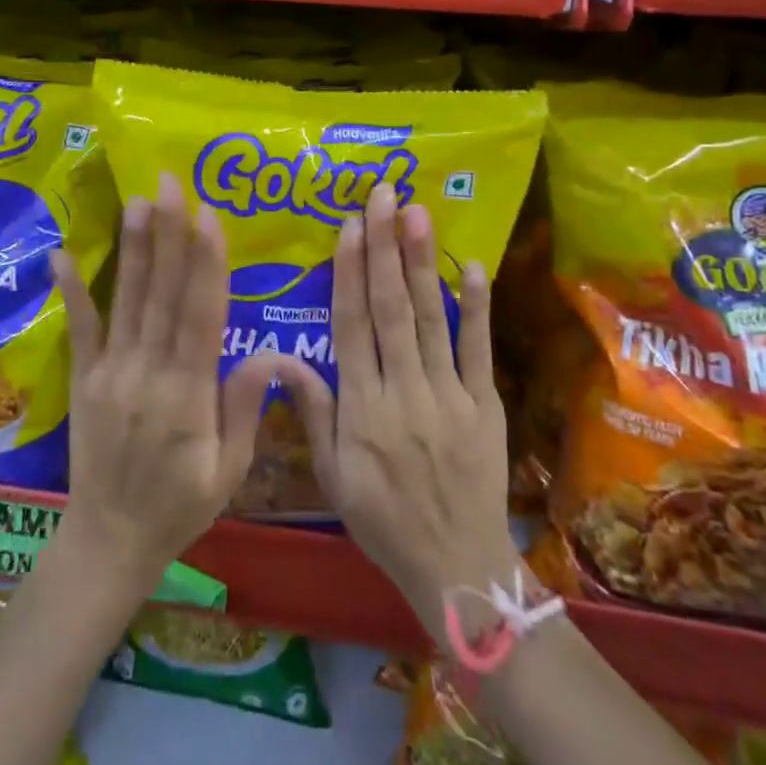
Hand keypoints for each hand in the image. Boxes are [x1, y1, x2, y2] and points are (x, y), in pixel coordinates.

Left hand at [52, 171, 298, 594]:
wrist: (110, 540)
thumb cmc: (181, 506)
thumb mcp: (229, 470)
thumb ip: (244, 408)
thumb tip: (271, 353)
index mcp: (188, 395)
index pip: (200, 316)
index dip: (206, 264)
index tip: (208, 216)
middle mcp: (147, 373)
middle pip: (162, 294)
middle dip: (169, 235)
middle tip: (169, 184)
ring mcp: (110, 373)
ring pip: (127, 301)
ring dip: (134, 248)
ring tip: (137, 201)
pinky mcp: (84, 379)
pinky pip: (79, 330)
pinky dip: (71, 291)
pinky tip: (60, 254)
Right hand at [278, 185, 520, 630]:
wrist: (458, 569)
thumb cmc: (383, 521)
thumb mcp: (332, 477)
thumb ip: (312, 412)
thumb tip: (281, 358)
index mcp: (362, 408)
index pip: (351, 326)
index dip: (349, 272)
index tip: (348, 226)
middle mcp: (403, 391)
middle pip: (391, 308)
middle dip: (384, 247)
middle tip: (382, 196)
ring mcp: (448, 395)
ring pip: (431, 318)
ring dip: (422, 262)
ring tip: (416, 213)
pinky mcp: (484, 404)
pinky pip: (478, 350)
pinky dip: (476, 307)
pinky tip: (472, 266)